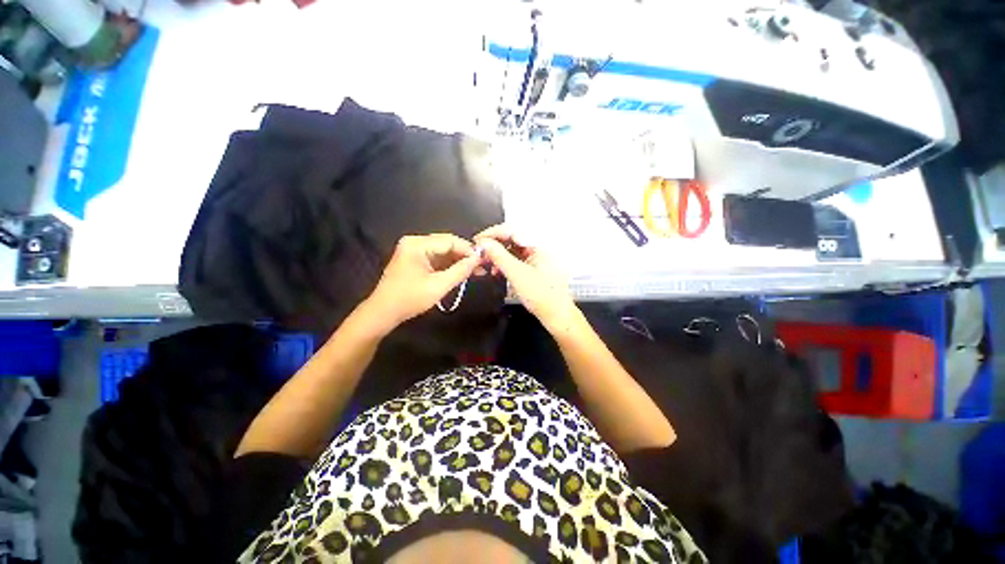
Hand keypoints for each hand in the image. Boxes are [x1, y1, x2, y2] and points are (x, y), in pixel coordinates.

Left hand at [363, 234, 479, 332]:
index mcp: (417, 244)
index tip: (484, 261)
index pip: (450, 241)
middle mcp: (415, 242)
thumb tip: (478, 259)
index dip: (468, 250)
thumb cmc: (409, 299)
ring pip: (443, 252)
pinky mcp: (415, 259)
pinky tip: (462, 272)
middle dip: (465, 255)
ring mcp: (414, 250)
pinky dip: (449, 265)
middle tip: (482, 266)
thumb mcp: (438, 286)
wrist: (383, 313)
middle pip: (447, 244)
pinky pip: (437, 258)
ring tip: (476, 271)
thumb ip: (460, 271)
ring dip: (458, 261)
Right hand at [474, 225, 577, 330]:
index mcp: (538, 245)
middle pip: (512, 239)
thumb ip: (499, 256)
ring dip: (498, 255)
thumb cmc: (542, 296)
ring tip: (487, 264)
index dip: (493, 233)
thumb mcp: (517, 274)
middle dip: (494, 245)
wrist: (556, 315)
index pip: (512, 230)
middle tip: (480, 253)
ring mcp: (536, 258)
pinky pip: (516, 260)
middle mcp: (538, 248)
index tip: (479, 240)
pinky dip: (505, 264)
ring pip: (512, 250)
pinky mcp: (533, 268)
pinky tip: (497, 271)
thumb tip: (484, 243)